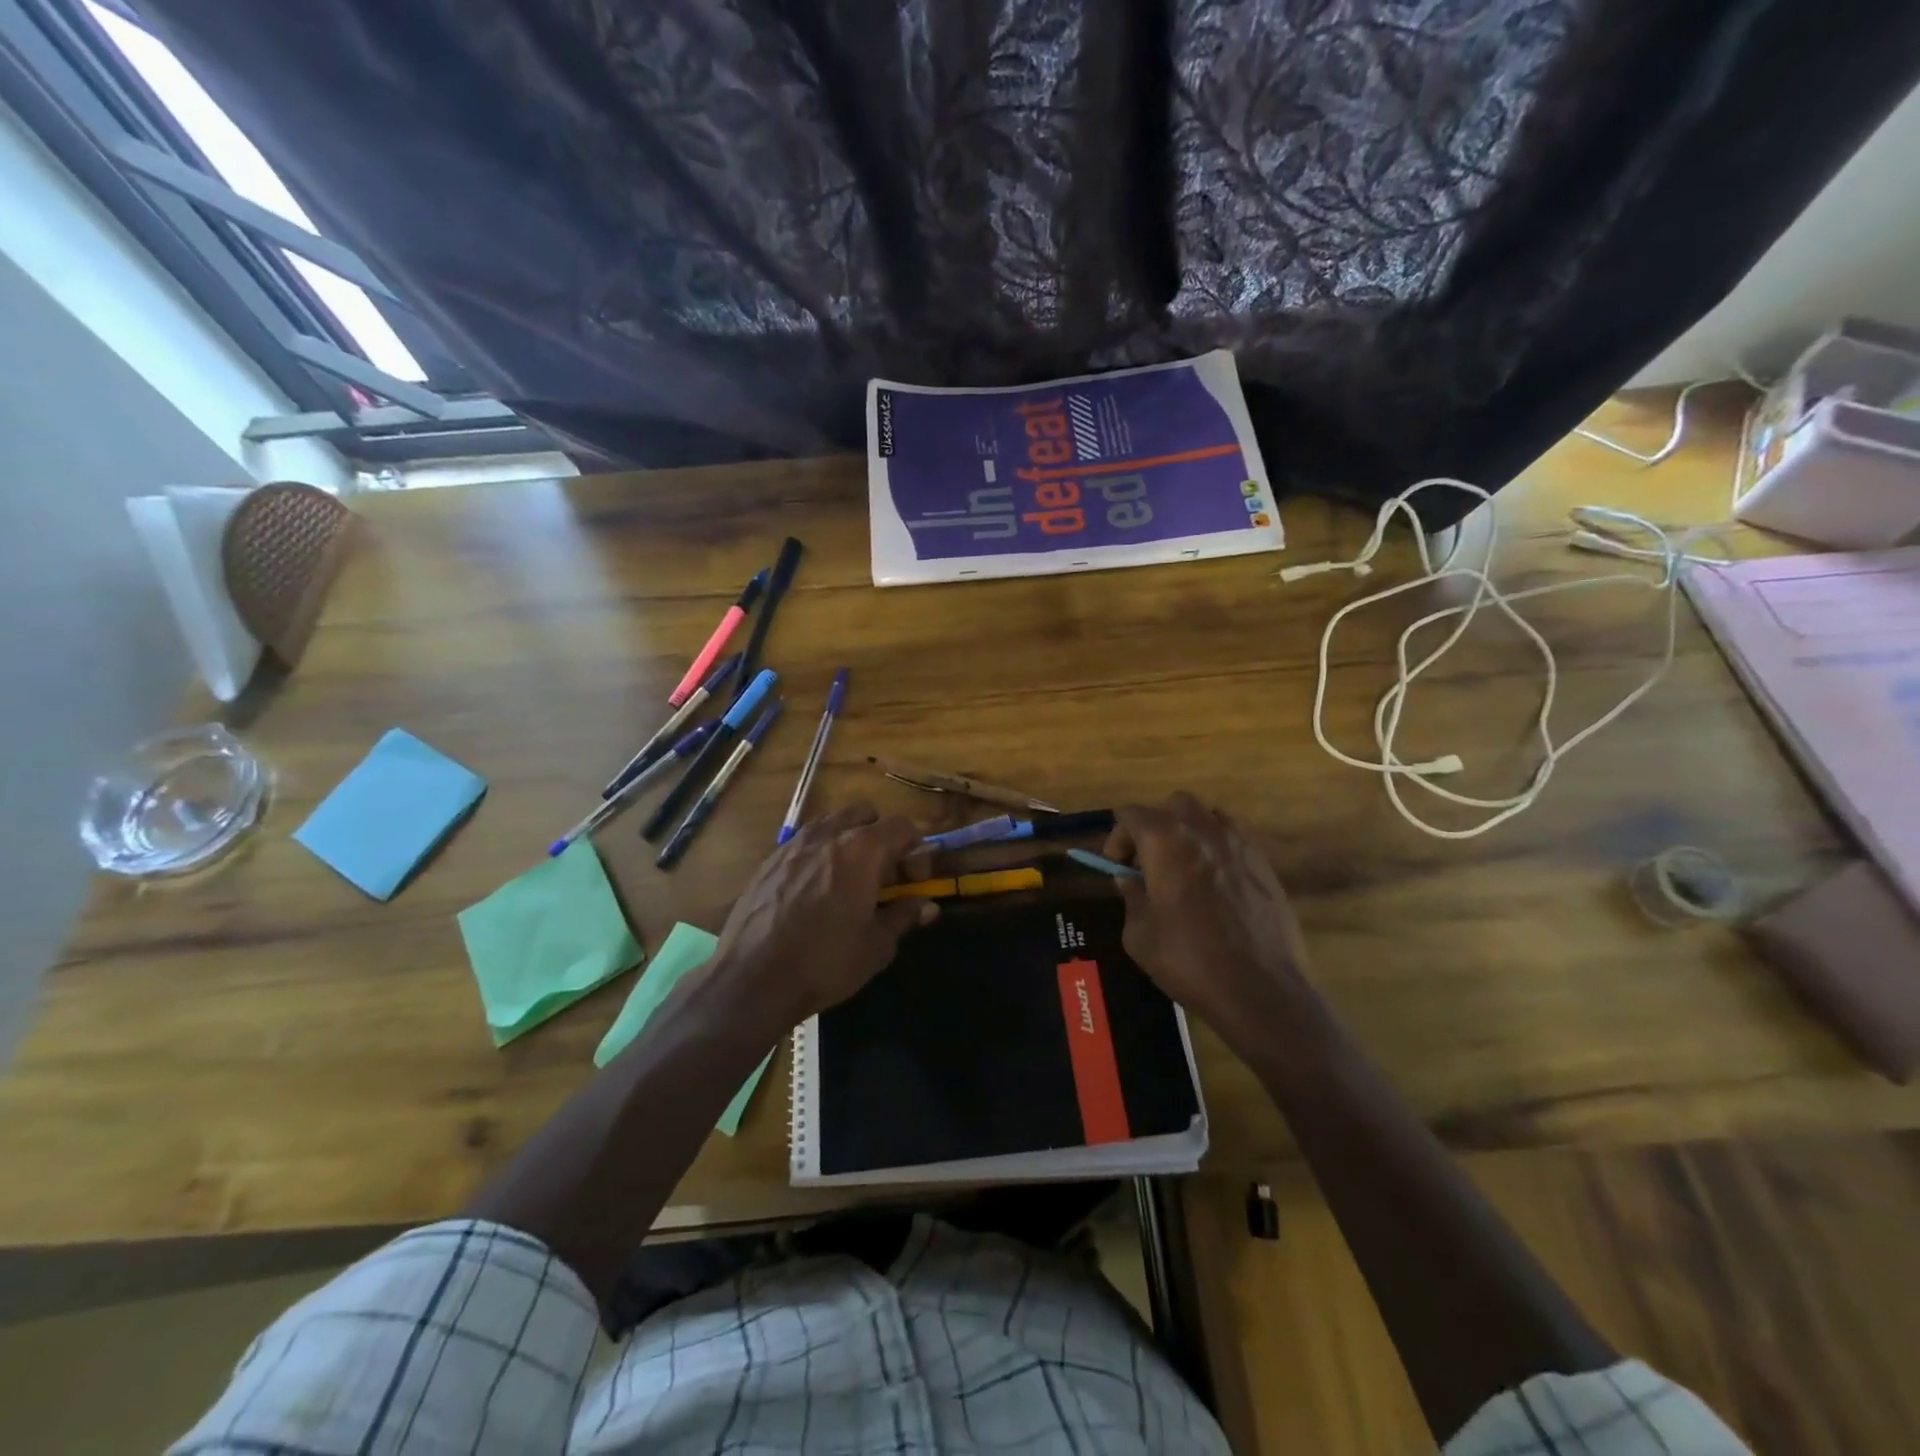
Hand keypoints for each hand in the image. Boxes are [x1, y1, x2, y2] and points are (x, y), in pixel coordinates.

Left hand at [708, 802, 934, 1028]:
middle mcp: (829, 834)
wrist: (752, 978)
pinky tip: (813, 890)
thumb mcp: (876, 946)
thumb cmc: (824, 962)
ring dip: (848, 840)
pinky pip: (805, 842)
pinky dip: (819, 854)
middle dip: (880, 837)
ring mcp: (795, 843)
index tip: (912, 881)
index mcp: (862, 849)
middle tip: (881, 875)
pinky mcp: (770, 859)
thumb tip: (926, 905)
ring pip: (832, 823)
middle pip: (865, 814)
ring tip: (847, 879)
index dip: (915, 851)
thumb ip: (903, 916)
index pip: (902, 826)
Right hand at [1103, 793, 1316, 1045]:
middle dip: (1156, 825)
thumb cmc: (1189, 960)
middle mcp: (1203, 830)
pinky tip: (1216, 885)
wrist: (1261, 990)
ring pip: (1209, 816)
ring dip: (1190, 833)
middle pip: (1174, 805)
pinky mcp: (1265, 865)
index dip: (1118, 837)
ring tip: (1185, 868)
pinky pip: (1235, 840)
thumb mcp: (1140, 935)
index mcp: (1165, 840)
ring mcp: (1240, 844)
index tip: (1117, 867)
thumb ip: (1131, 897)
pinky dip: (1219, 850)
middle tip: (1149, 862)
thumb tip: (1129, 880)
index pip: (1132, 814)